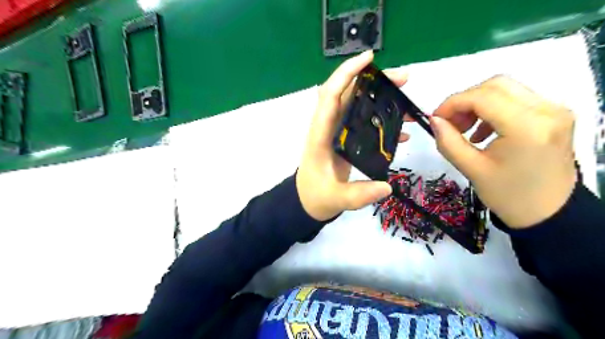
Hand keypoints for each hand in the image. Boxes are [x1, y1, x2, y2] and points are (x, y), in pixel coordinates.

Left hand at [297, 49, 408, 219]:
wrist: (308, 201)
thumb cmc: (315, 196)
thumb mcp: (335, 198)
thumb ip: (359, 195)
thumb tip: (387, 187)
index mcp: (320, 135)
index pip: (330, 96)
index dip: (346, 74)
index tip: (369, 58)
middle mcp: (328, 127)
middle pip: (348, 94)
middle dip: (373, 81)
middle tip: (403, 79)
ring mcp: (337, 133)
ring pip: (357, 105)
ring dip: (380, 98)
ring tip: (406, 99)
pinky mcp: (345, 140)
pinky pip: (363, 122)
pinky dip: (381, 120)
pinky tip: (401, 130)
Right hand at [430, 75, 575, 227]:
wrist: (548, 212)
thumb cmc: (508, 195)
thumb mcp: (471, 169)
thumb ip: (448, 141)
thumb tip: (434, 120)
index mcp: (527, 127)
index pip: (483, 97)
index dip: (452, 103)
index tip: (435, 118)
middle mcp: (547, 111)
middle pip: (496, 85)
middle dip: (465, 101)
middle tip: (449, 122)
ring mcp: (554, 110)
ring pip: (506, 89)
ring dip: (478, 103)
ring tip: (464, 128)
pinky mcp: (554, 115)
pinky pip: (517, 99)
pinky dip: (493, 108)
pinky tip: (483, 131)